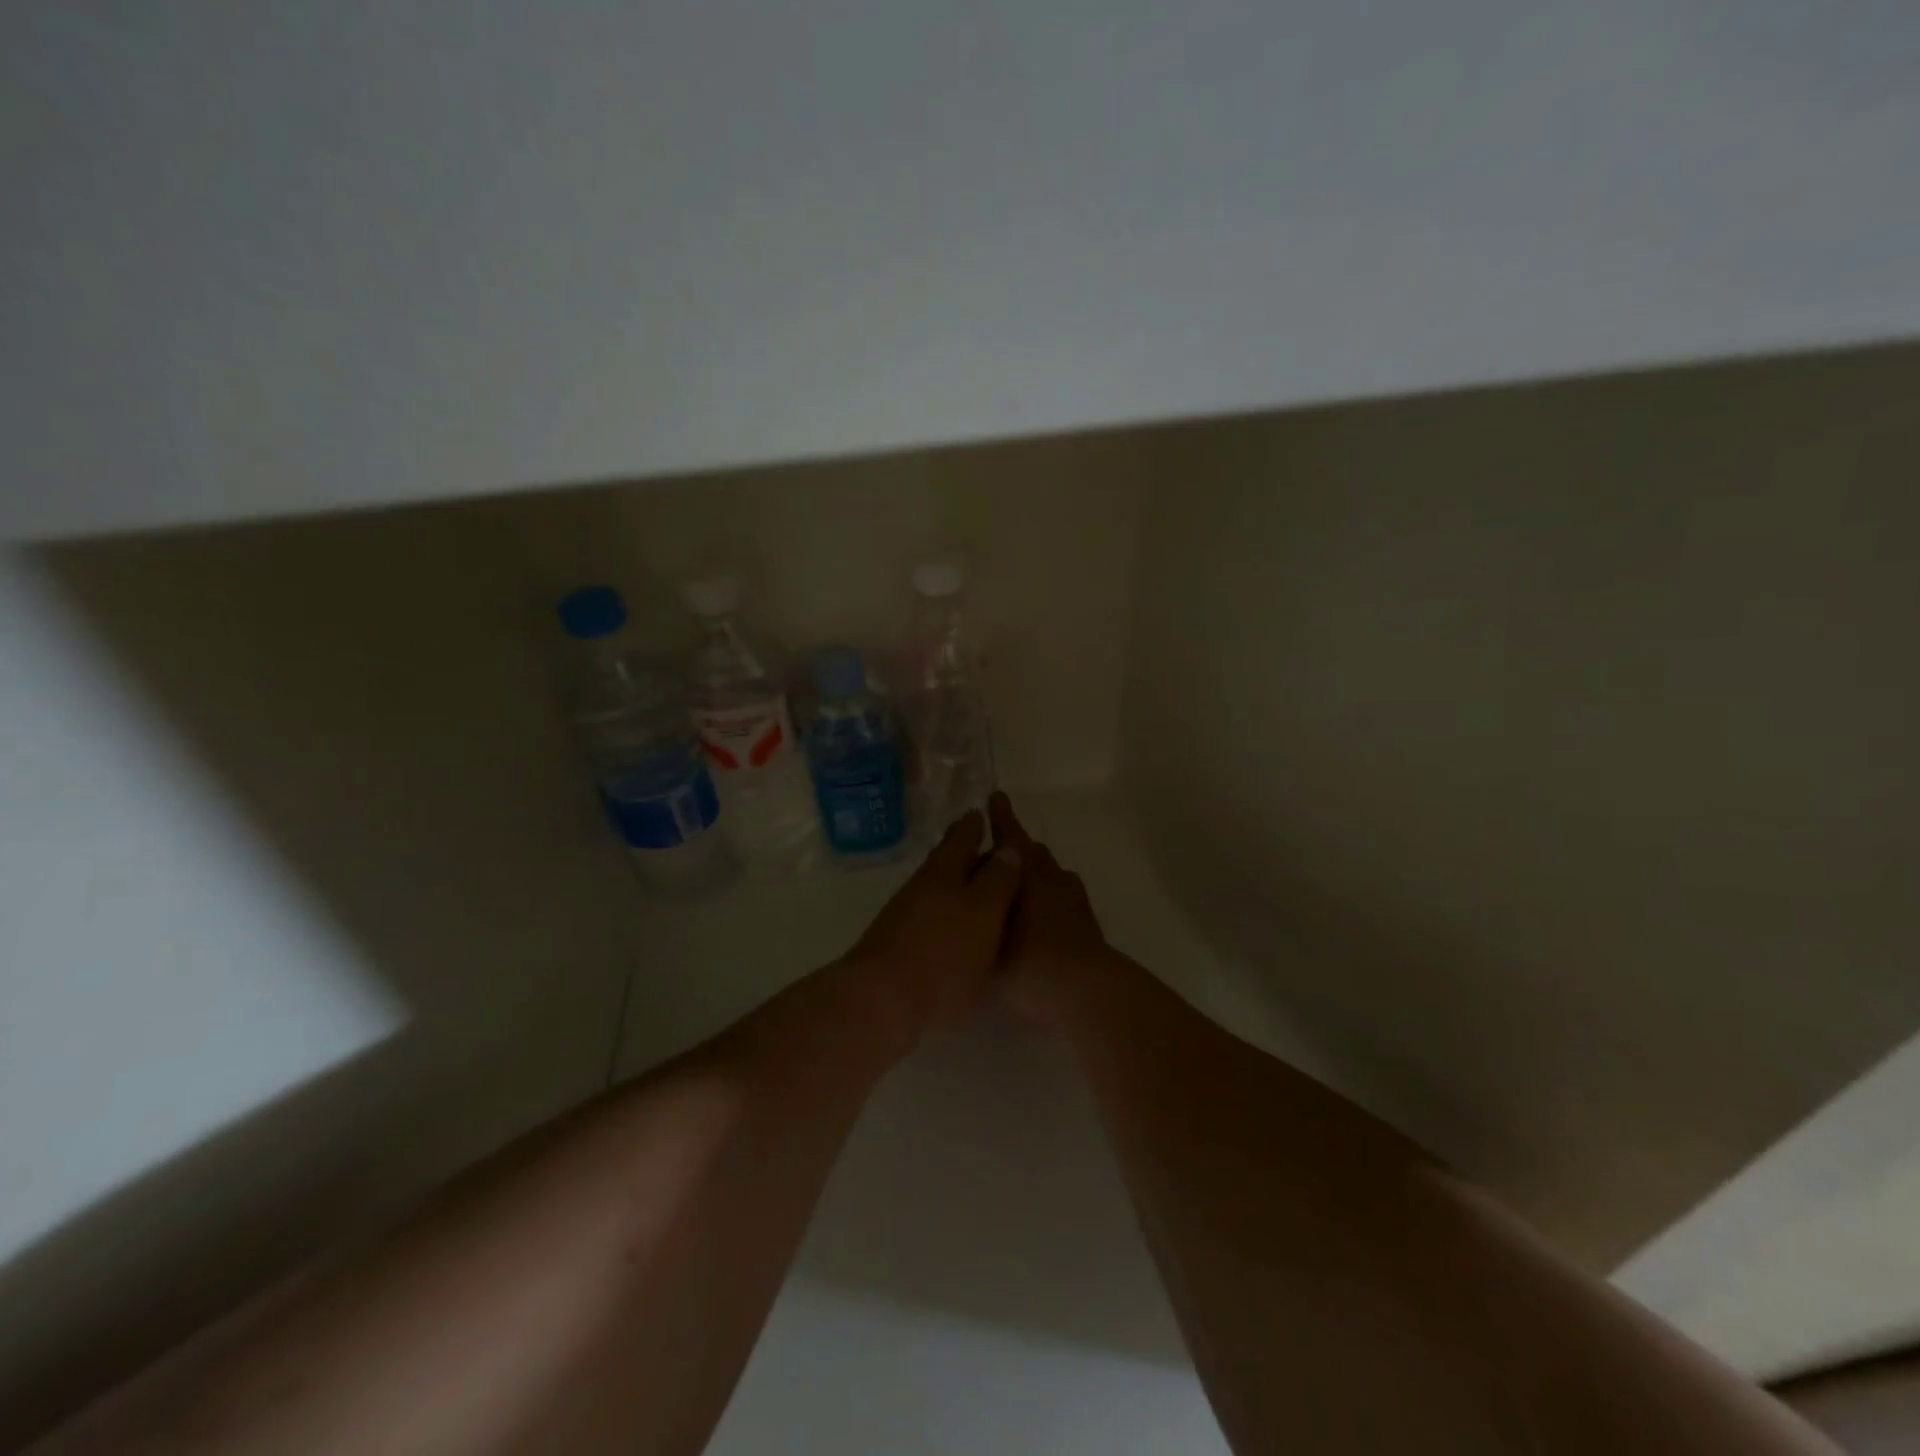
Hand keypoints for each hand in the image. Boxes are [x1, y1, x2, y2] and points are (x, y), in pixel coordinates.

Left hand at [844, 810, 1023, 1038]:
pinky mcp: (898, 942)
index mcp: (946, 872)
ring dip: (953, 878)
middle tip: (976, 838)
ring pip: (936, 885)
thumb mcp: (983, 913)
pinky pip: (928, 912)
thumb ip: (998, 881)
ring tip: (972, 880)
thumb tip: (1008, 849)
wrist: (883, 1001)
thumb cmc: (944, 955)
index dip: (974, 826)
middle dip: (962, 847)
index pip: (963, 838)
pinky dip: (944, 907)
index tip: (981, 813)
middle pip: (946, 859)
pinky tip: (952, 921)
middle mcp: (924, 886)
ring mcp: (907, 914)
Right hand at [986, 792, 1110, 1025]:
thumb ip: (974, 920)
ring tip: (1015, 891)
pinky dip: (1050, 902)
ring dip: (1035, 876)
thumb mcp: (987, 942)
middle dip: (1015, 853)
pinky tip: (1038, 922)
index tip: (996, 797)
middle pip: (1033, 855)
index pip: (1011, 837)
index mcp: (1028, 874)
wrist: (1085, 994)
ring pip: (1052, 876)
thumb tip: (964, 907)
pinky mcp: (1087, 926)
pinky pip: (1064, 901)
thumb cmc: (1028, 964)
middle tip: (993, 858)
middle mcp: (1053, 879)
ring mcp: (1074, 902)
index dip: (1002, 818)